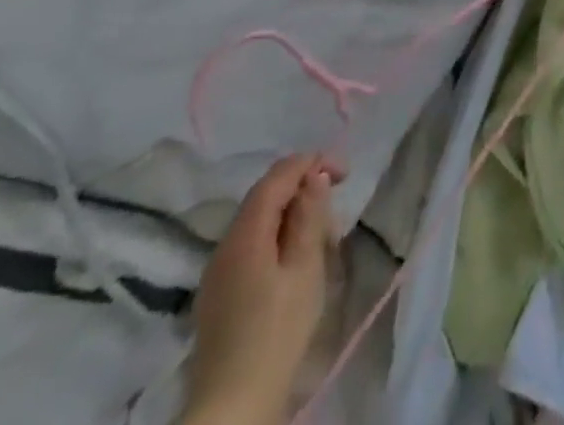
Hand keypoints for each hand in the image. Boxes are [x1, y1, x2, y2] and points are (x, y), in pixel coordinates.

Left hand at [182, 153, 345, 424]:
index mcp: (245, 233)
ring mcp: (218, 271)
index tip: (346, 173)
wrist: (233, 406)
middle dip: (304, 191)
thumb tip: (314, 177)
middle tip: (336, 213)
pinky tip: (296, 265)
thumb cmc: (277, 331)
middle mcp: (225, 244)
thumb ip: (309, 216)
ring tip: (322, 242)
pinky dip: (278, 240)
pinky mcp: (219, 294)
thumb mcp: (305, 268)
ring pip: (260, 222)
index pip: (278, 175)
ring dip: (293, 217)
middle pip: (266, 196)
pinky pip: (252, 247)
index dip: (313, 162)